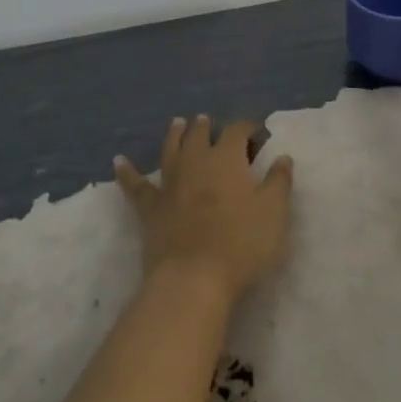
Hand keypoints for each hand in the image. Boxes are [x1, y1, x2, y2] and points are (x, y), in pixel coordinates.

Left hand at [113, 116, 293, 303]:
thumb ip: (279, 181)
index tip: (256, 133)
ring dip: (175, 135)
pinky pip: (136, 186)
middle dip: (206, 126)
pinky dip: (127, 173)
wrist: (193, 280)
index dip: (247, 128)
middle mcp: (197, 161)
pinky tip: (118, 162)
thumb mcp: (274, 213)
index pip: (237, 130)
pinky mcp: (151, 208)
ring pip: (171, 150)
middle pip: (200, 134)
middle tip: (208, 121)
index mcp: (227, 158)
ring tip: (178, 123)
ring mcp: (171, 183)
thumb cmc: (241, 244)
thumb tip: (282, 156)